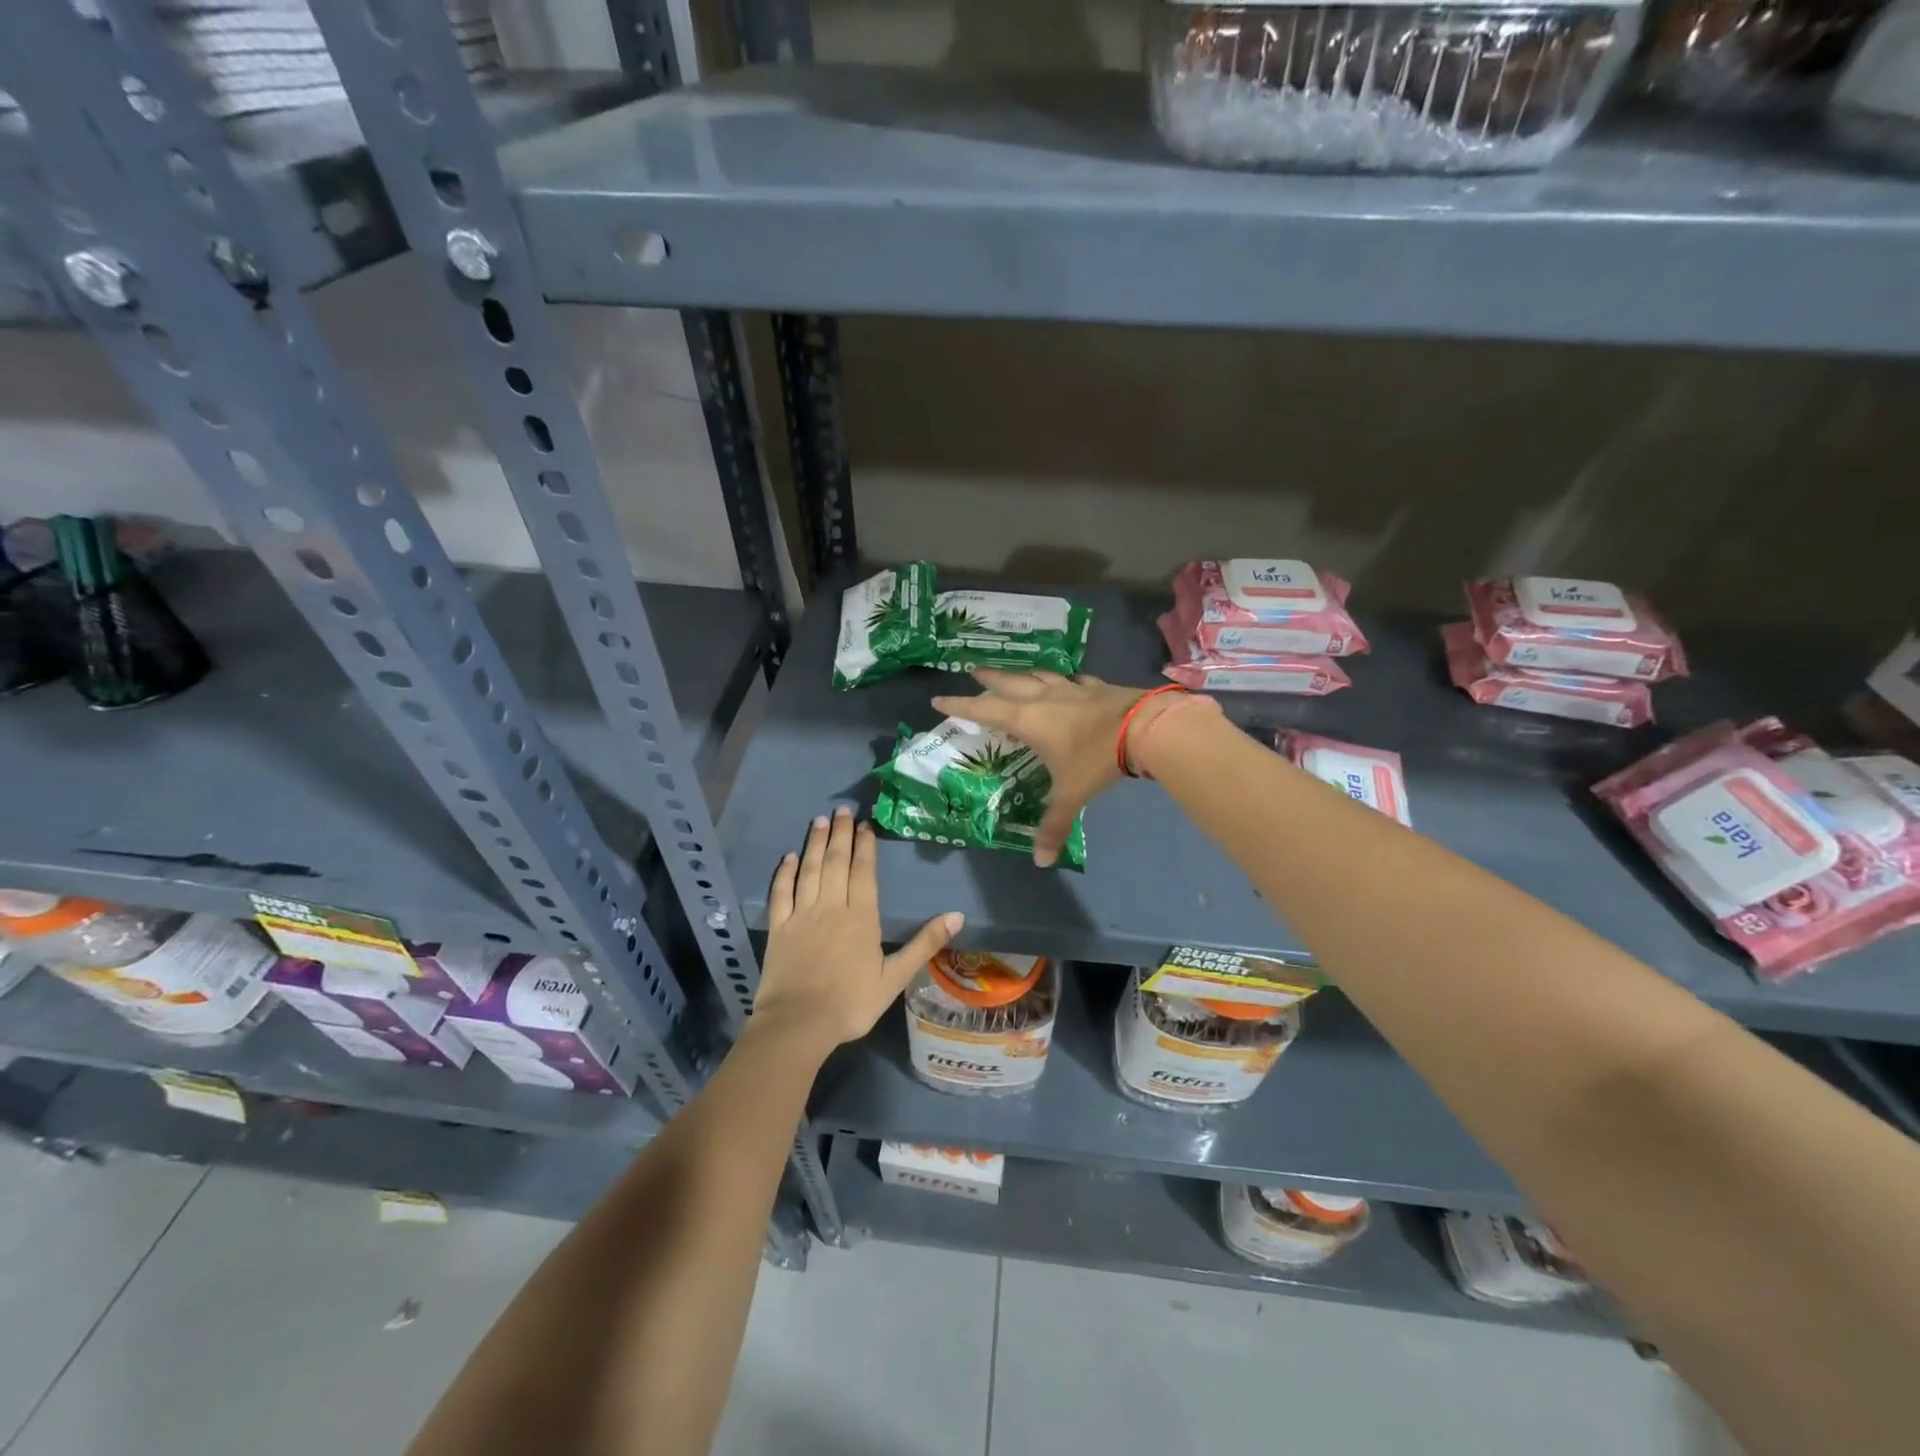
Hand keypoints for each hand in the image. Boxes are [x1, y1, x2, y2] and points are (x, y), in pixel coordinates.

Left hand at [756, 806, 964, 1050]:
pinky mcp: (778, 928)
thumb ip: (924, 944)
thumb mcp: (895, 977)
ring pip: (809, 870)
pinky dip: (785, 872)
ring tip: (819, 821)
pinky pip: (781, 892)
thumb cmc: (852, 1003)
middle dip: (840, 834)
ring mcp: (801, 915)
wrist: (799, 1024)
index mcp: (861, 917)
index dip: (865, 846)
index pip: (864, 872)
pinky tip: (789, 857)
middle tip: (842, 810)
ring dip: (815, 844)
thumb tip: (958, 915)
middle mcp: (831, 907)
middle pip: (836, 862)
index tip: (865, 825)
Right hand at [932, 669, 1162, 866]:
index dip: (959, 704)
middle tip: (973, 670)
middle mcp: (1044, 698)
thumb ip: (1054, 825)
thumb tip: (1041, 861)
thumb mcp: (1071, 794)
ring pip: (1038, 675)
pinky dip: (1063, 680)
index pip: (984, 710)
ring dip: (1021, 673)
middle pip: (1008, 683)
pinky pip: (1072, 680)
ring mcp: (1072, 689)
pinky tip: (1067, 681)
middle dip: (988, 678)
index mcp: (1028, 720)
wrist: (1144, 728)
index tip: (938, 698)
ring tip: (1013, 673)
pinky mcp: (1096, 687)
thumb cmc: (1095, 759)